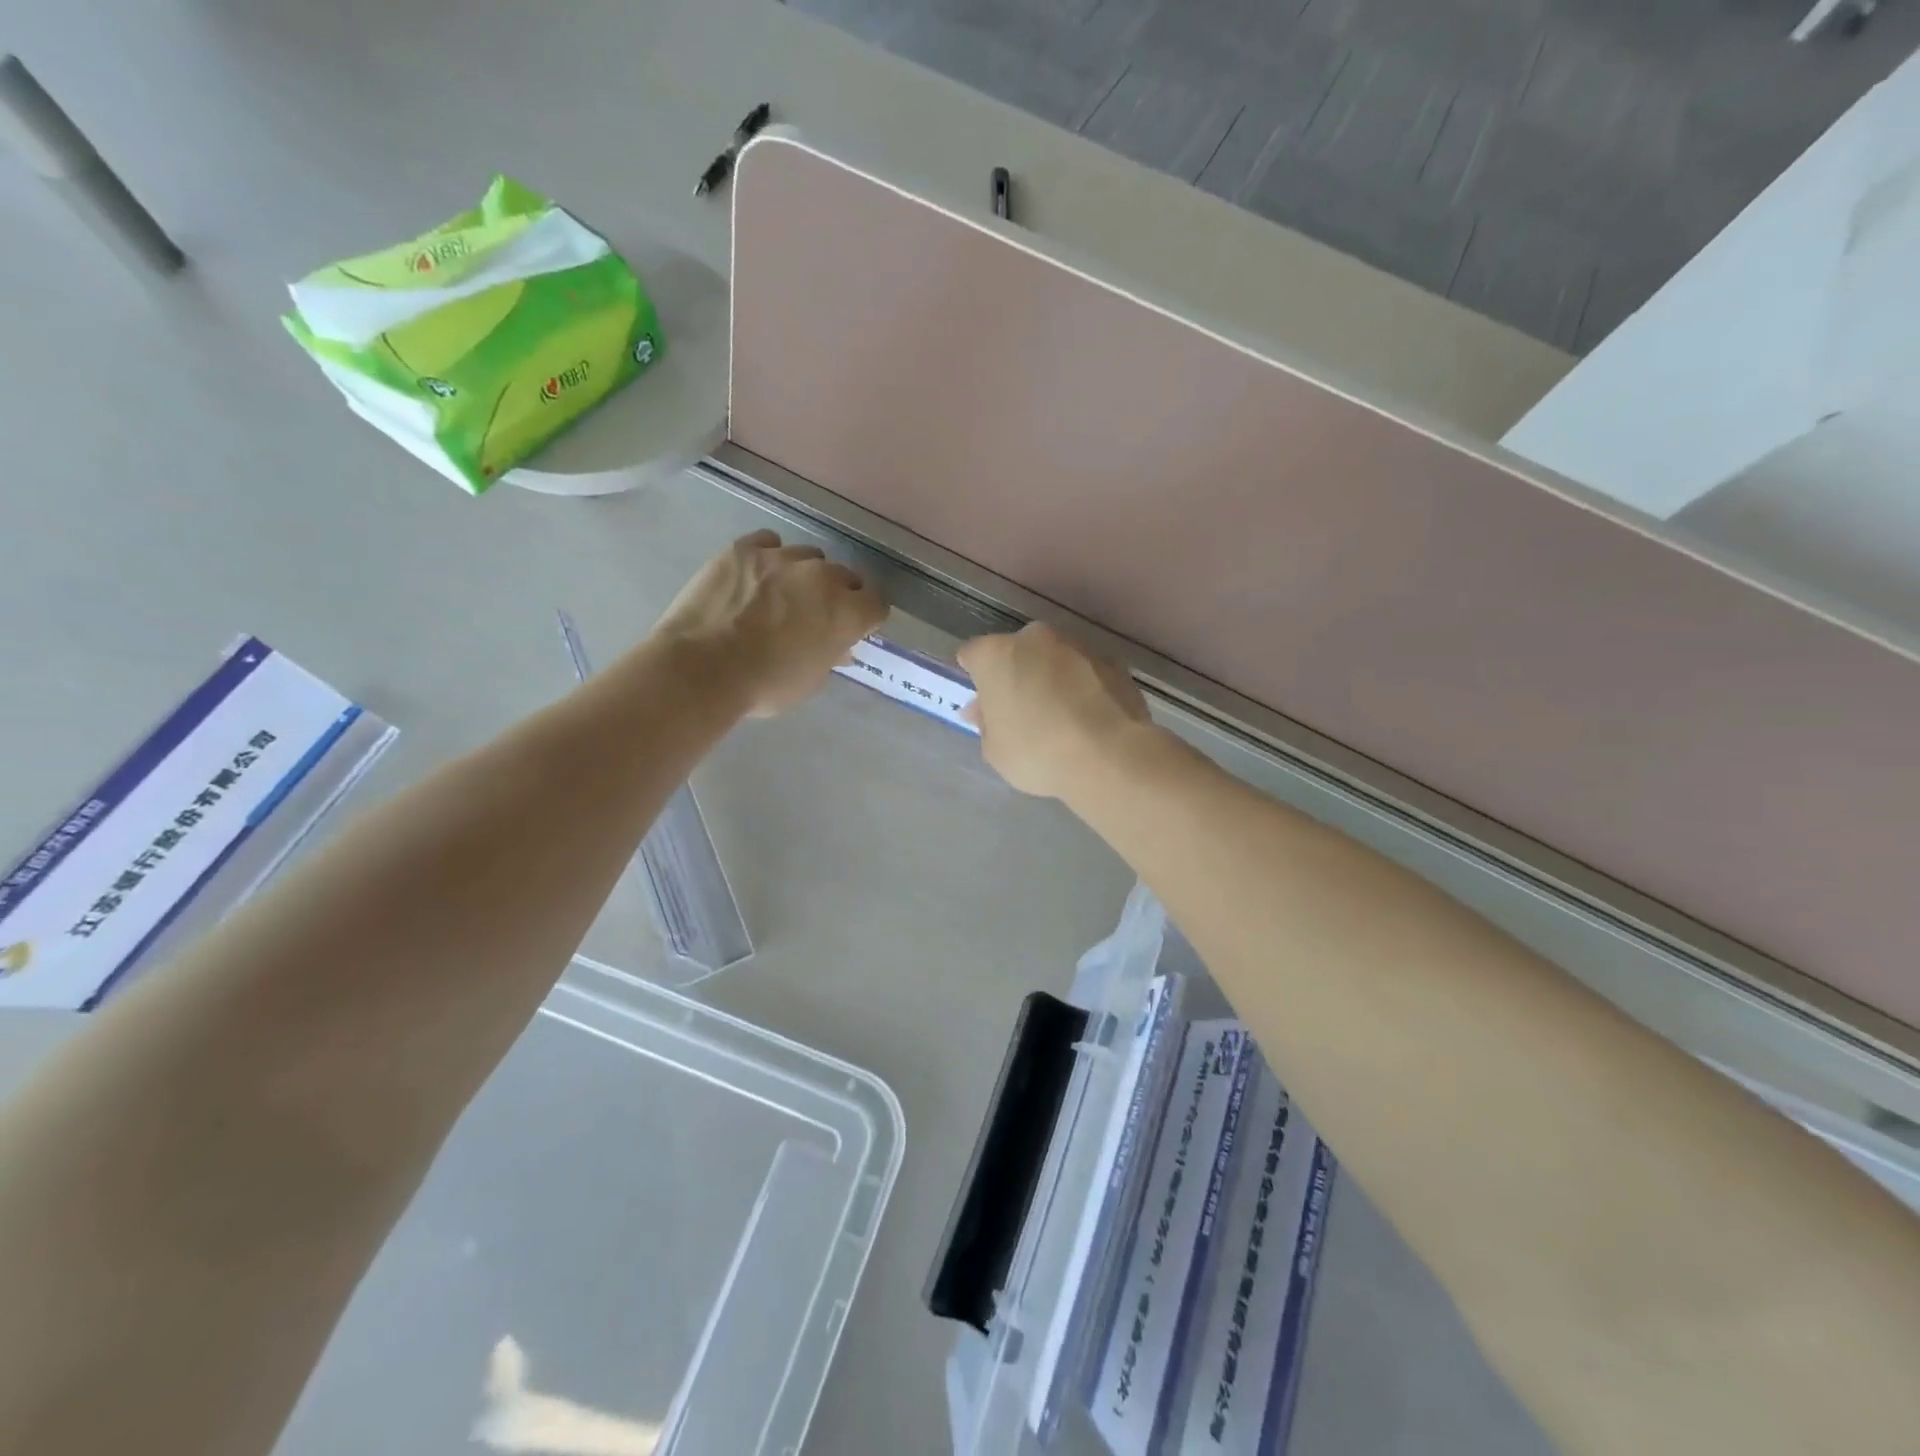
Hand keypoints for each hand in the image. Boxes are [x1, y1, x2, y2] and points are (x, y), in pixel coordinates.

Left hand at [656, 530, 886, 715]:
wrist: (702, 668)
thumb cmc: (764, 685)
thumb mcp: (810, 680)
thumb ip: (830, 654)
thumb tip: (837, 645)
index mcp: (846, 612)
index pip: (876, 604)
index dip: (866, 617)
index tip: (855, 628)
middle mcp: (822, 577)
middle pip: (845, 576)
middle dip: (838, 594)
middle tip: (816, 615)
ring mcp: (782, 558)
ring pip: (809, 557)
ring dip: (804, 574)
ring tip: (782, 594)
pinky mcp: (745, 549)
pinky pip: (769, 543)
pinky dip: (769, 556)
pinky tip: (756, 575)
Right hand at [957, 623, 1155, 798]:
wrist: (1108, 756)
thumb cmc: (1037, 752)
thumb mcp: (995, 750)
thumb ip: (987, 723)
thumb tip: (986, 711)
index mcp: (996, 654)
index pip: (973, 654)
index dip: (975, 676)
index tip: (983, 702)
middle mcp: (1036, 639)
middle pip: (1017, 651)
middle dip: (1016, 674)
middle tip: (1020, 710)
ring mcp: (1078, 646)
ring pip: (1055, 658)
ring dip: (1051, 678)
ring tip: (1060, 717)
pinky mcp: (1113, 662)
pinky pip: (1086, 672)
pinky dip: (1083, 687)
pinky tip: (1087, 718)